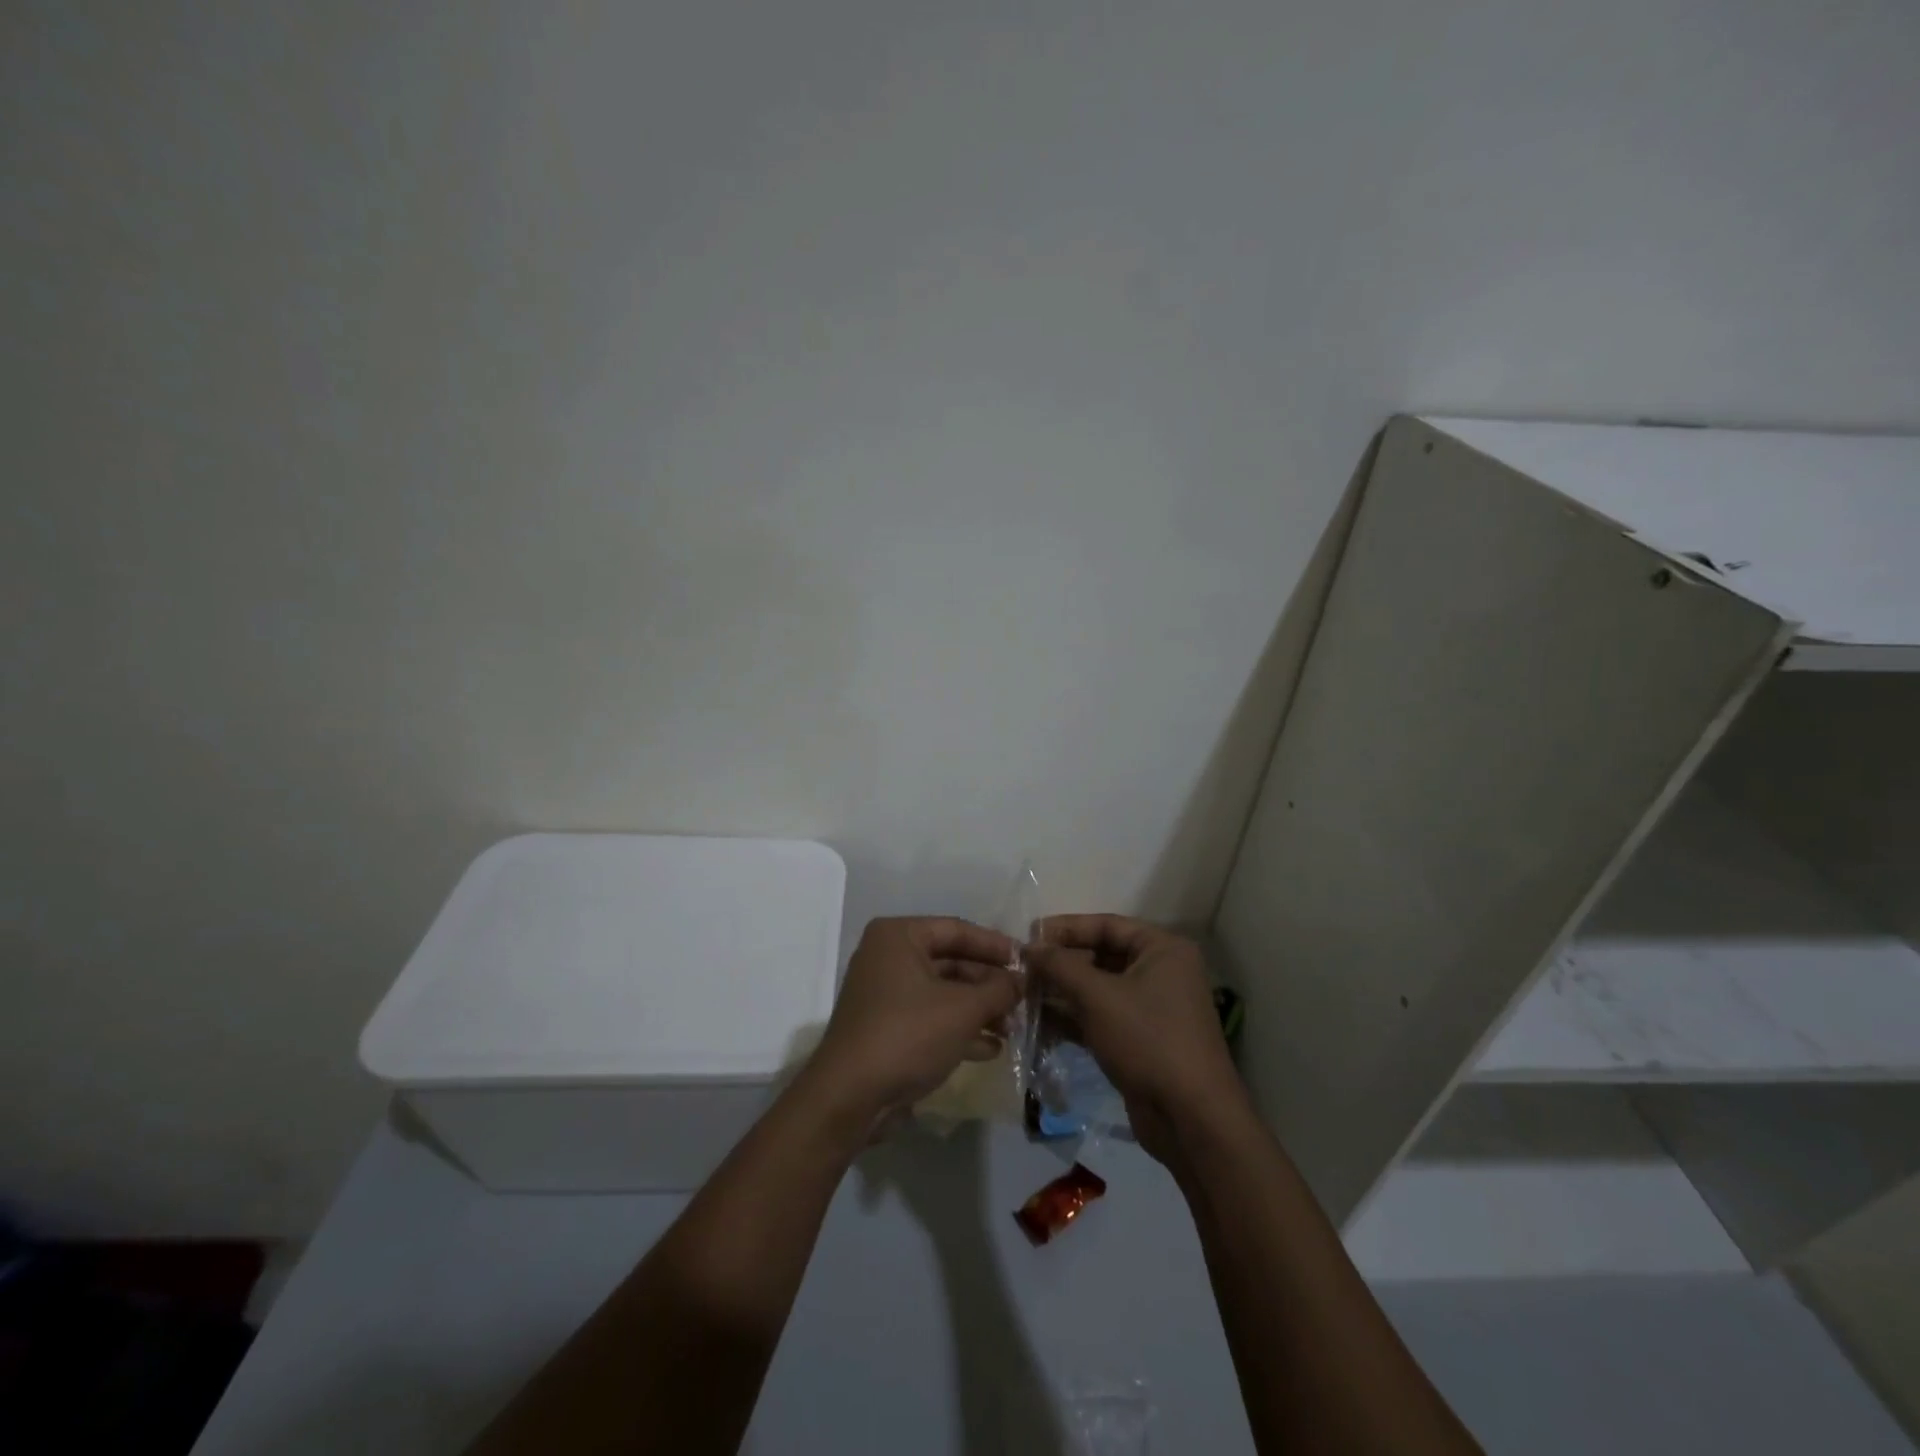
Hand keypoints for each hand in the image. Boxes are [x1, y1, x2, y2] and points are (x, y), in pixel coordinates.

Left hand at [808, 917, 1021, 1125]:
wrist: (850, 1098)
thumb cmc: (908, 1035)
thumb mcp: (963, 1009)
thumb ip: (998, 990)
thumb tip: (1022, 980)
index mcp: (899, 937)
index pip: (957, 929)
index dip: (995, 945)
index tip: (1027, 960)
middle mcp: (888, 958)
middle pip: (951, 962)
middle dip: (989, 983)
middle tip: (1023, 1000)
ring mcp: (885, 995)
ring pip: (943, 993)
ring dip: (979, 1010)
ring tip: (1013, 1028)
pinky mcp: (887, 1029)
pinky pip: (931, 1019)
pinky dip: (959, 1030)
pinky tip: (991, 1049)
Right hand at [1027, 915, 1241, 1164]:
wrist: (1190, 1119)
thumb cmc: (1148, 1040)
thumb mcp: (1098, 997)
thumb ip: (1060, 966)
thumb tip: (1028, 947)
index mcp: (1162, 949)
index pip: (1106, 924)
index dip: (1065, 928)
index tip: (1028, 935)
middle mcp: (1160, 972)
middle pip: (1101, 956)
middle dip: (1061, 963)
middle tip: (1021, 969)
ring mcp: (1150, 1008)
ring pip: (1098, 989)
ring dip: (1062, 992)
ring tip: (1023, 995)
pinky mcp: (1139, 1040)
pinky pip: (1101, 1017)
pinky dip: (1073, 1018)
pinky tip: (1039, 1023)